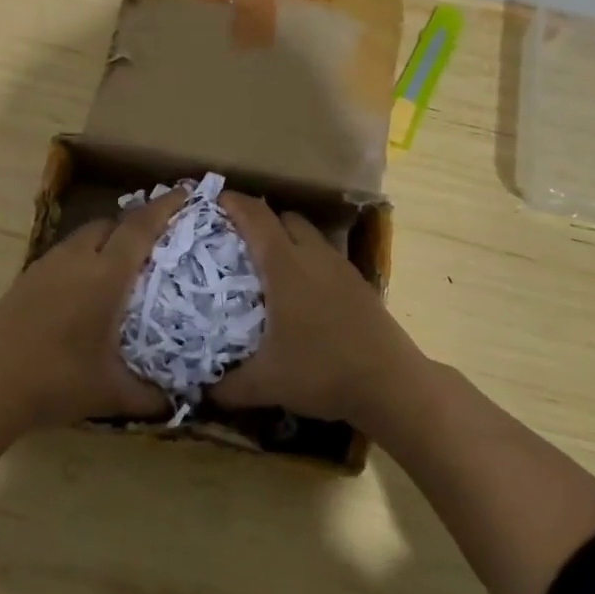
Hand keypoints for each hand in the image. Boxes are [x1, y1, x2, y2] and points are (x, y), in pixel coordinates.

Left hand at [0, 188, 187, 430]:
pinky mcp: (27, 279)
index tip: (184, 192)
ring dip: (107, 238)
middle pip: (110, 224)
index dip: (164, 207)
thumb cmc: (56, 380)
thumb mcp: (111, 393)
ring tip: (123, 262)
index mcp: (105, 275)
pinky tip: (86, 288)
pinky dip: (84, 256)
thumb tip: (179, 405)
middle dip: (135, 223)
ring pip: (83, 236)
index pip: (140, 228)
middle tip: (157, 238)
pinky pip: (65, 253)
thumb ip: (150, 397)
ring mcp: (47, 266)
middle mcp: (77, 259)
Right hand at [210, 192, 423, 425]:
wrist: (391, 384)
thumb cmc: (322, 371)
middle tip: (238, 241)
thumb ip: (228, 387)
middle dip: (260, 220)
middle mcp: (313, 256)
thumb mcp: (266, 383)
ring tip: (268, 266)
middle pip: (285, 217)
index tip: (214, 201)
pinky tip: (302, 293)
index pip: (255, 217)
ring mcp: (340, 267)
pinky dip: (308, 260)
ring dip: (287, 239)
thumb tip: (203, 392)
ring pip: (309, 235)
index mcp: (285, 266)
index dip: (233, 203)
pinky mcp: (359, 283)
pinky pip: (325, 256)